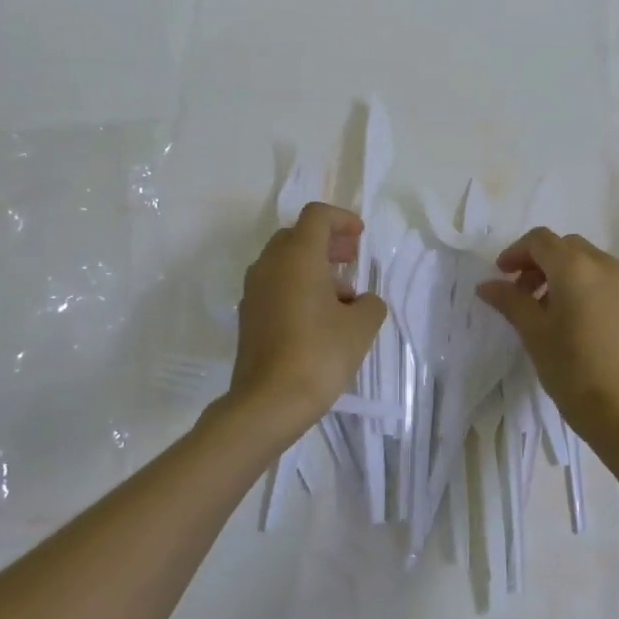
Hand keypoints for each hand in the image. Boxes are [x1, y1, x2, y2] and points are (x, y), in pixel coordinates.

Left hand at [228, 203, 387, 436]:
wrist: (268, 402)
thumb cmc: (320, 354)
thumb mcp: (361, 326)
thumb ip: (370, 303)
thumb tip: (361, 301)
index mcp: (298, 257)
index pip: (317, 216)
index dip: (342, 219)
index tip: (360, 237)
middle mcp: (270, 265)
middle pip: (297, 236)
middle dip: (327, 242)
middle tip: (352, 260)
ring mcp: (254, 291)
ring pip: (284, 262)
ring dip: (313, 267)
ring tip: (342, 297)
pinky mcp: (248, 316)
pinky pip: (275, 286)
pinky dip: (297, 287)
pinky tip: (319, 317)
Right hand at [476, 228, 618, 451]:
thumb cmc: (572, 369)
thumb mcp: (533, 333)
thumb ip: (510, 300)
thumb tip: (486, 285)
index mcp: (576, 267)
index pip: (540, 240)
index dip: (516, 252)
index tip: (501, 275)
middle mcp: (606, 265)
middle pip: (566, 247)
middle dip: (540, 262)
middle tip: (522, 292)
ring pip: (589, 262)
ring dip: (564, 273)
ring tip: (549, 309)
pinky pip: (608, 281)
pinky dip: (587, 287)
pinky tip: (577, 321)